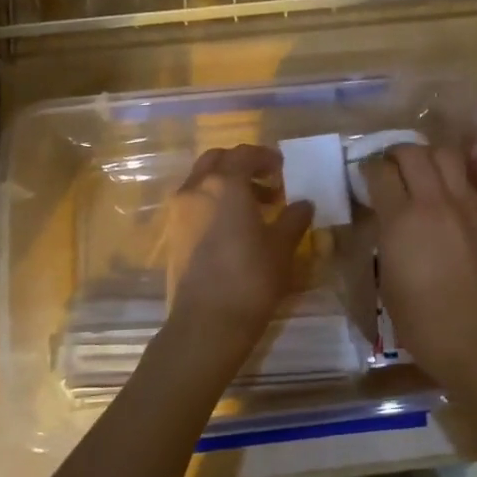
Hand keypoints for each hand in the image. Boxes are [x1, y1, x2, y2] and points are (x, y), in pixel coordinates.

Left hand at [164, 145, 314, 356]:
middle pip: (216, 160)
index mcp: (225, 183)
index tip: (282, 168)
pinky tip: (235, 228)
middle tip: (267, 181)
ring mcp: (179, 212)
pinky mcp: (173, 234)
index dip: (265, 157)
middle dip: (241, 165)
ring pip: (202, 181)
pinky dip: (214, 203)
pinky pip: (195, 204)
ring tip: (256, 208)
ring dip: (227, 184)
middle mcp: (196, 188)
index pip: (244, 154)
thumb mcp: (282, 246)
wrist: (206, 323)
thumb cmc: (250, 278)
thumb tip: (303, 203)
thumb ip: (294, 218)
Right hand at [359, 144, 476, 381]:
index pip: (380, 172)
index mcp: (401, 221)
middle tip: (387, 167)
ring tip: (418, 171)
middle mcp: (433, 203)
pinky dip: (449, 176)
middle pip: (413, 152)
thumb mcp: (387, 283)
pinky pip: (464, 180)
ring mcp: (464, 206)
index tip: (362, 177)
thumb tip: (384, 223)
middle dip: (395, 153)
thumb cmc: (424, 323)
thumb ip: (384, 241)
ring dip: (427, 155)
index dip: (366, 169)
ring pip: (446, 155)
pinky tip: (441, 194)